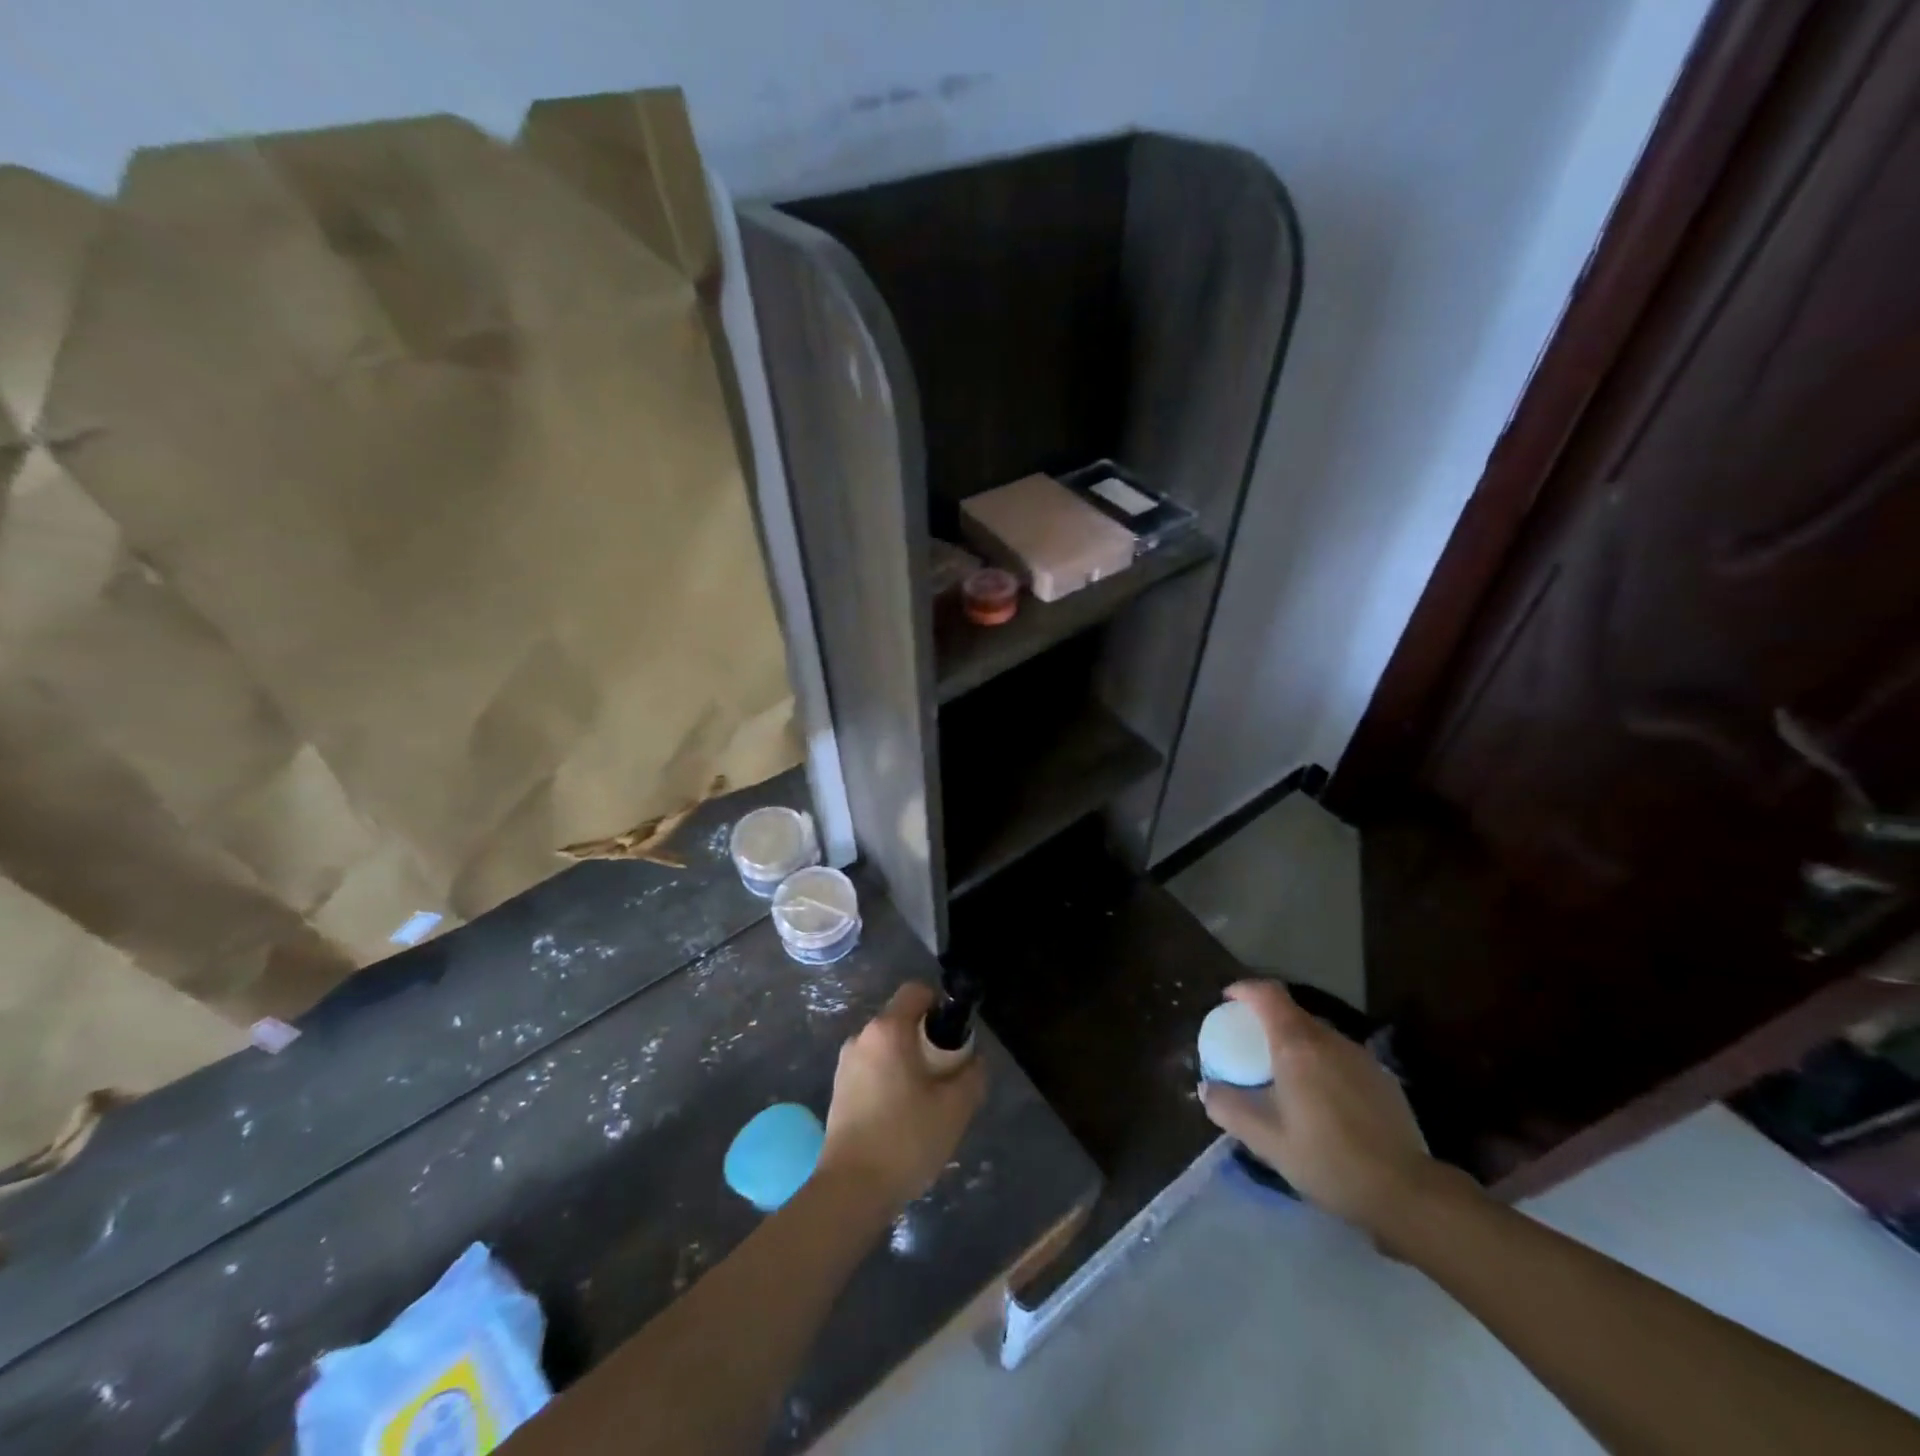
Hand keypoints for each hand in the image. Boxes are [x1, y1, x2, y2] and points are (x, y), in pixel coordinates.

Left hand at [817, 983, 986, 1213]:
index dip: (940, 1004)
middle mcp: (862, 1037)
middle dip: (928, 1038)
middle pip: (902, 1019)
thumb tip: (974, 1060)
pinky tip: (904, 1115)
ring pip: (888, 1047)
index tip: (955, 1035)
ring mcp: (846, 1064)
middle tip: (947, 1073)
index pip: (916, 991)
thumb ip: (972, 1075)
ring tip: (927, 1099)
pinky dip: (892, 1078)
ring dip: (909, 1061)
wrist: (851, 1190)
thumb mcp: (955, 1107)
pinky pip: (874, 1068)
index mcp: (888, 1030)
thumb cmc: (905, 1139)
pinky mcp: (839, 1089)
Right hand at [1200, 980, 1443, 1240]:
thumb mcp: (1266, 1140)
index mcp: (1297, 1045)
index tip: (1227, 1001)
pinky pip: (1340, 1057)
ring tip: (1284, 1078)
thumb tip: (1207, 1088)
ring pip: (1318, 1036)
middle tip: (1250, 1048)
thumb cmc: (1327, 1159)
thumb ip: (1229, 1108)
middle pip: (1292, 1013)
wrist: (1406, 1193)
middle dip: (1267, 1021)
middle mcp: (1329, 1040)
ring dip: (1296, 1045)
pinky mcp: (1382, 1078)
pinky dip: (1321, 1064)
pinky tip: (1322, 1101)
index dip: (1244, 989)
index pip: (1267, 993)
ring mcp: (1360, 1057)